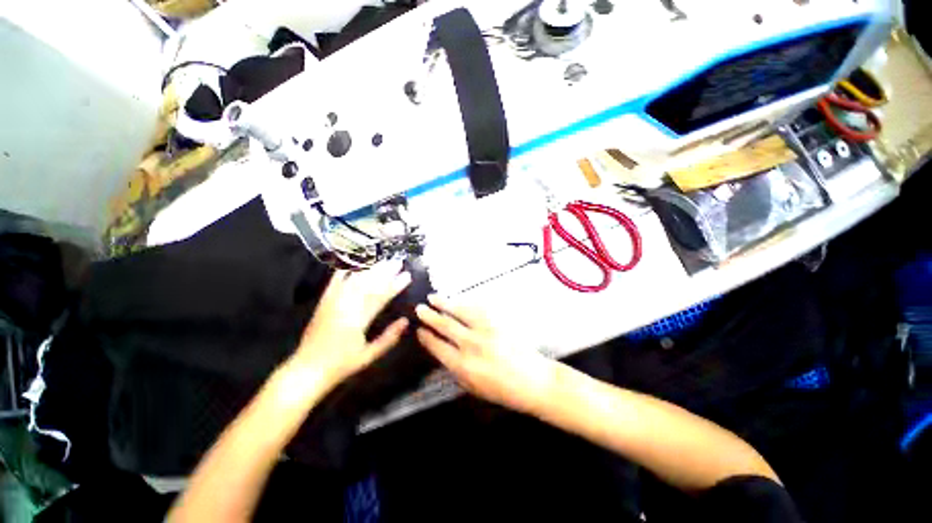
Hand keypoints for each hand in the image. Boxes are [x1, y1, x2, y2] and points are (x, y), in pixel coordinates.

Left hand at [292, 261, 411, 390]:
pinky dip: (343, 272)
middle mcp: (344, 307)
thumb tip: (406, 321)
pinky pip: (334, 283)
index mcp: (358, 321)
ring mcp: (332, 302)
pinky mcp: (323, 302)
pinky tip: (353, 264)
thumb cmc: (341, 365)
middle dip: (384, 272)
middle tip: (397, 261)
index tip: (407, 276)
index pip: (380, 297)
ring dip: (369, 269)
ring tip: (382, 260)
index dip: (395, 285)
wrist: (306, 370)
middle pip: (368, 284)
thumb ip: (388, 338)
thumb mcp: (369, 356)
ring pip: (353, 280)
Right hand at [415, 295, 557, 414]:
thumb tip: (442, 353)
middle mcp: (471, 345)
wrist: (532, 380)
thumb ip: (455, 370)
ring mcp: (486, 330)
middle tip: (419, 308)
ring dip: (445, 303)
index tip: (419, 330)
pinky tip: (458, 300)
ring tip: (433, 297)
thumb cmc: (502, 390)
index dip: (426, 337)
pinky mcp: (498, 322)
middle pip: (445, 326)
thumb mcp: (472, 388)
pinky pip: (478, 308)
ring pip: (460, 312)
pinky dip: (465, 303)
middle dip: (430, 316)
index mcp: (463, 366)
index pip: (438, 347)